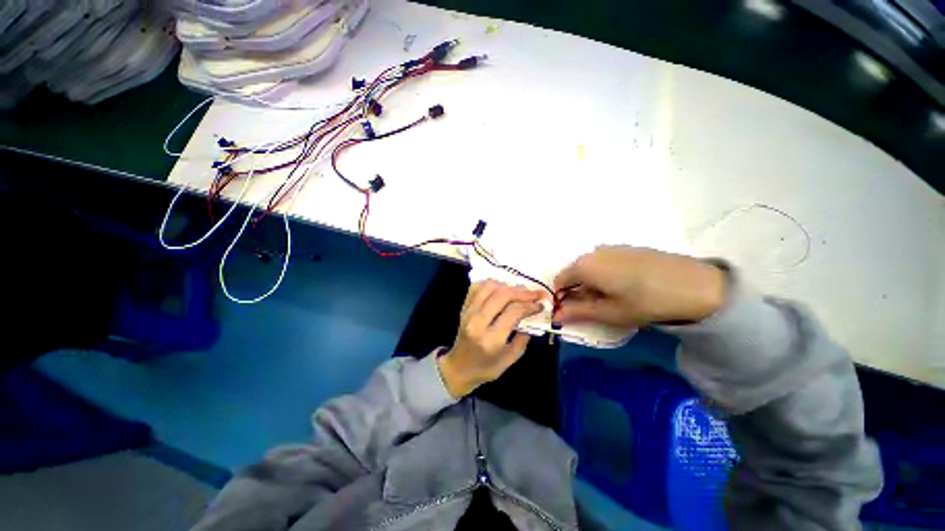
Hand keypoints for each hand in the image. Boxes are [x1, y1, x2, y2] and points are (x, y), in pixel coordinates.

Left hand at [438, 281, 544, 397]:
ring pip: (489, 287)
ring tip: (519, 291)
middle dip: (522, 292)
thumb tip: (532, 317)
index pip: (513, 312)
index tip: (540, 305)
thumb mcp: (510, 359)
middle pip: (502, 295)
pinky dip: (490, 284)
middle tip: (535, 293)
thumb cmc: (486, 368)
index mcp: (490, 339)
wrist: (458, 367)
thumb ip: (523, 338)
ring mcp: (468, 312)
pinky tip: (501, 288)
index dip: (529, 305)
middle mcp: (477, 321)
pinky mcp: (464, 307)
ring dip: (507, 285)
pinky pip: (477, 287)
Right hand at [553, 246, 725, 327]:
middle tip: (597, 308)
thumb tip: (556, 316)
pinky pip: (606, 262)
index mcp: (584, 265)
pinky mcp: (628, 248)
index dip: (562, 298)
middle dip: (578, 291)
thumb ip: (577, 312)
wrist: (695, 285)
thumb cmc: (645, 302)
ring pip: (591, 267)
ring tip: (615, 298)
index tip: (574, 311)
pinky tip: (628, 286)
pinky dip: (607, 275)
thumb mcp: (608, 312)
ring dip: (593, 283)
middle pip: (574, 273)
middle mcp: (594, 252)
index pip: (559, 280)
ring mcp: (612, 248)